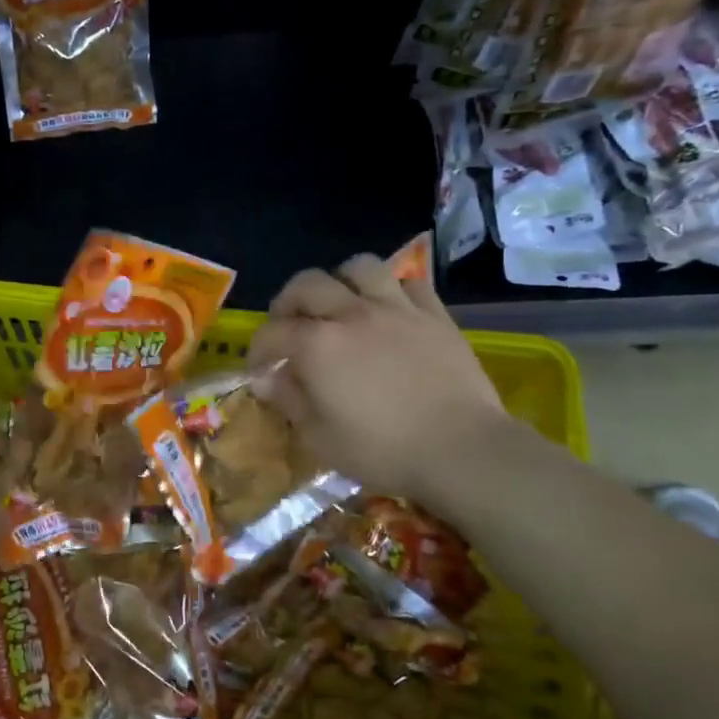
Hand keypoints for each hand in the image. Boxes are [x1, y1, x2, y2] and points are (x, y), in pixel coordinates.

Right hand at [248, 254, 510, 501]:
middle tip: (289, 327)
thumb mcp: (319, 437)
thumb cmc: (382, 450)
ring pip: (360, 268)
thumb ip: (288, 400)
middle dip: (288, 303)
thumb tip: (264, 379)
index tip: (259, 370)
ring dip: (340, 281)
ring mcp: (396, 309)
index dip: (257, 350)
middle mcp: (351, 314)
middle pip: (307, 284)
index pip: (272, 333)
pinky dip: (391, 292)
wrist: (461, 450)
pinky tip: (388, 312)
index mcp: (317, 345)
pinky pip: (409, 283)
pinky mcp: (435, 315)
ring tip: (340, 305)